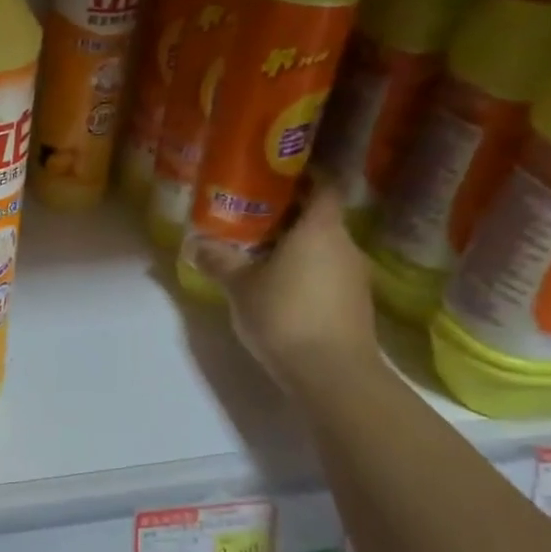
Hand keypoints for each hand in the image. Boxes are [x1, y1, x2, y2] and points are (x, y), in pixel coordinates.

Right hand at [201, 181, 379, 395]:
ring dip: (297, 249)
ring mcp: (356, 276)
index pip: (323, 186)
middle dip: (289, 217)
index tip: (276, 178)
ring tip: (261, 257)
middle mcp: (345, 245)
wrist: (332, 373)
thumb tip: (194, 244)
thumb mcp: (240, 286)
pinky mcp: (356, 305)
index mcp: (320, 228)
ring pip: (324, 249)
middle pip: (320, 219)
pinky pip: (329, 275)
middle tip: (253, 220)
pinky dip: (307, 274)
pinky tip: (281, 290)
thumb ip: (219, 260)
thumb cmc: (284, 314)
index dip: (303, 178)